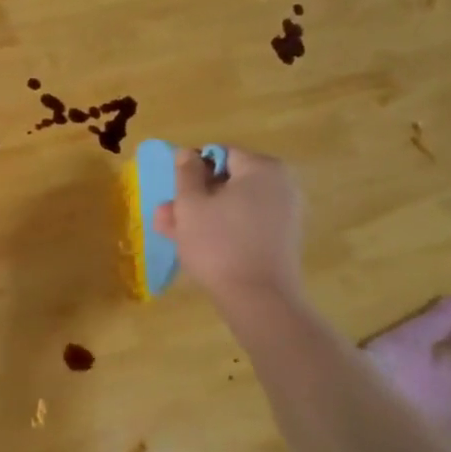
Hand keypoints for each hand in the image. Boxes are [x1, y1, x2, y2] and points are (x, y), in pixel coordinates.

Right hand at [152, 144, 305, 322]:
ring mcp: (284, 214)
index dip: (192, 170)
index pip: (221, 155)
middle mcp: (280, 185)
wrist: (258, 297)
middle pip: (228, 183)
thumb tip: (188, 153)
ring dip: (203, 216)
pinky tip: (197, 247)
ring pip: (233, 207)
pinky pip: (246, 225)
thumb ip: (186, 173)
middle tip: (166, 218)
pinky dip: (223, 230)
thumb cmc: (218, 243)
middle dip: (194, 198)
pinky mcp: (281, 240)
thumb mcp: (190, 204)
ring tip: (173, 234)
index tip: (174, 193)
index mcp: (262, 168)